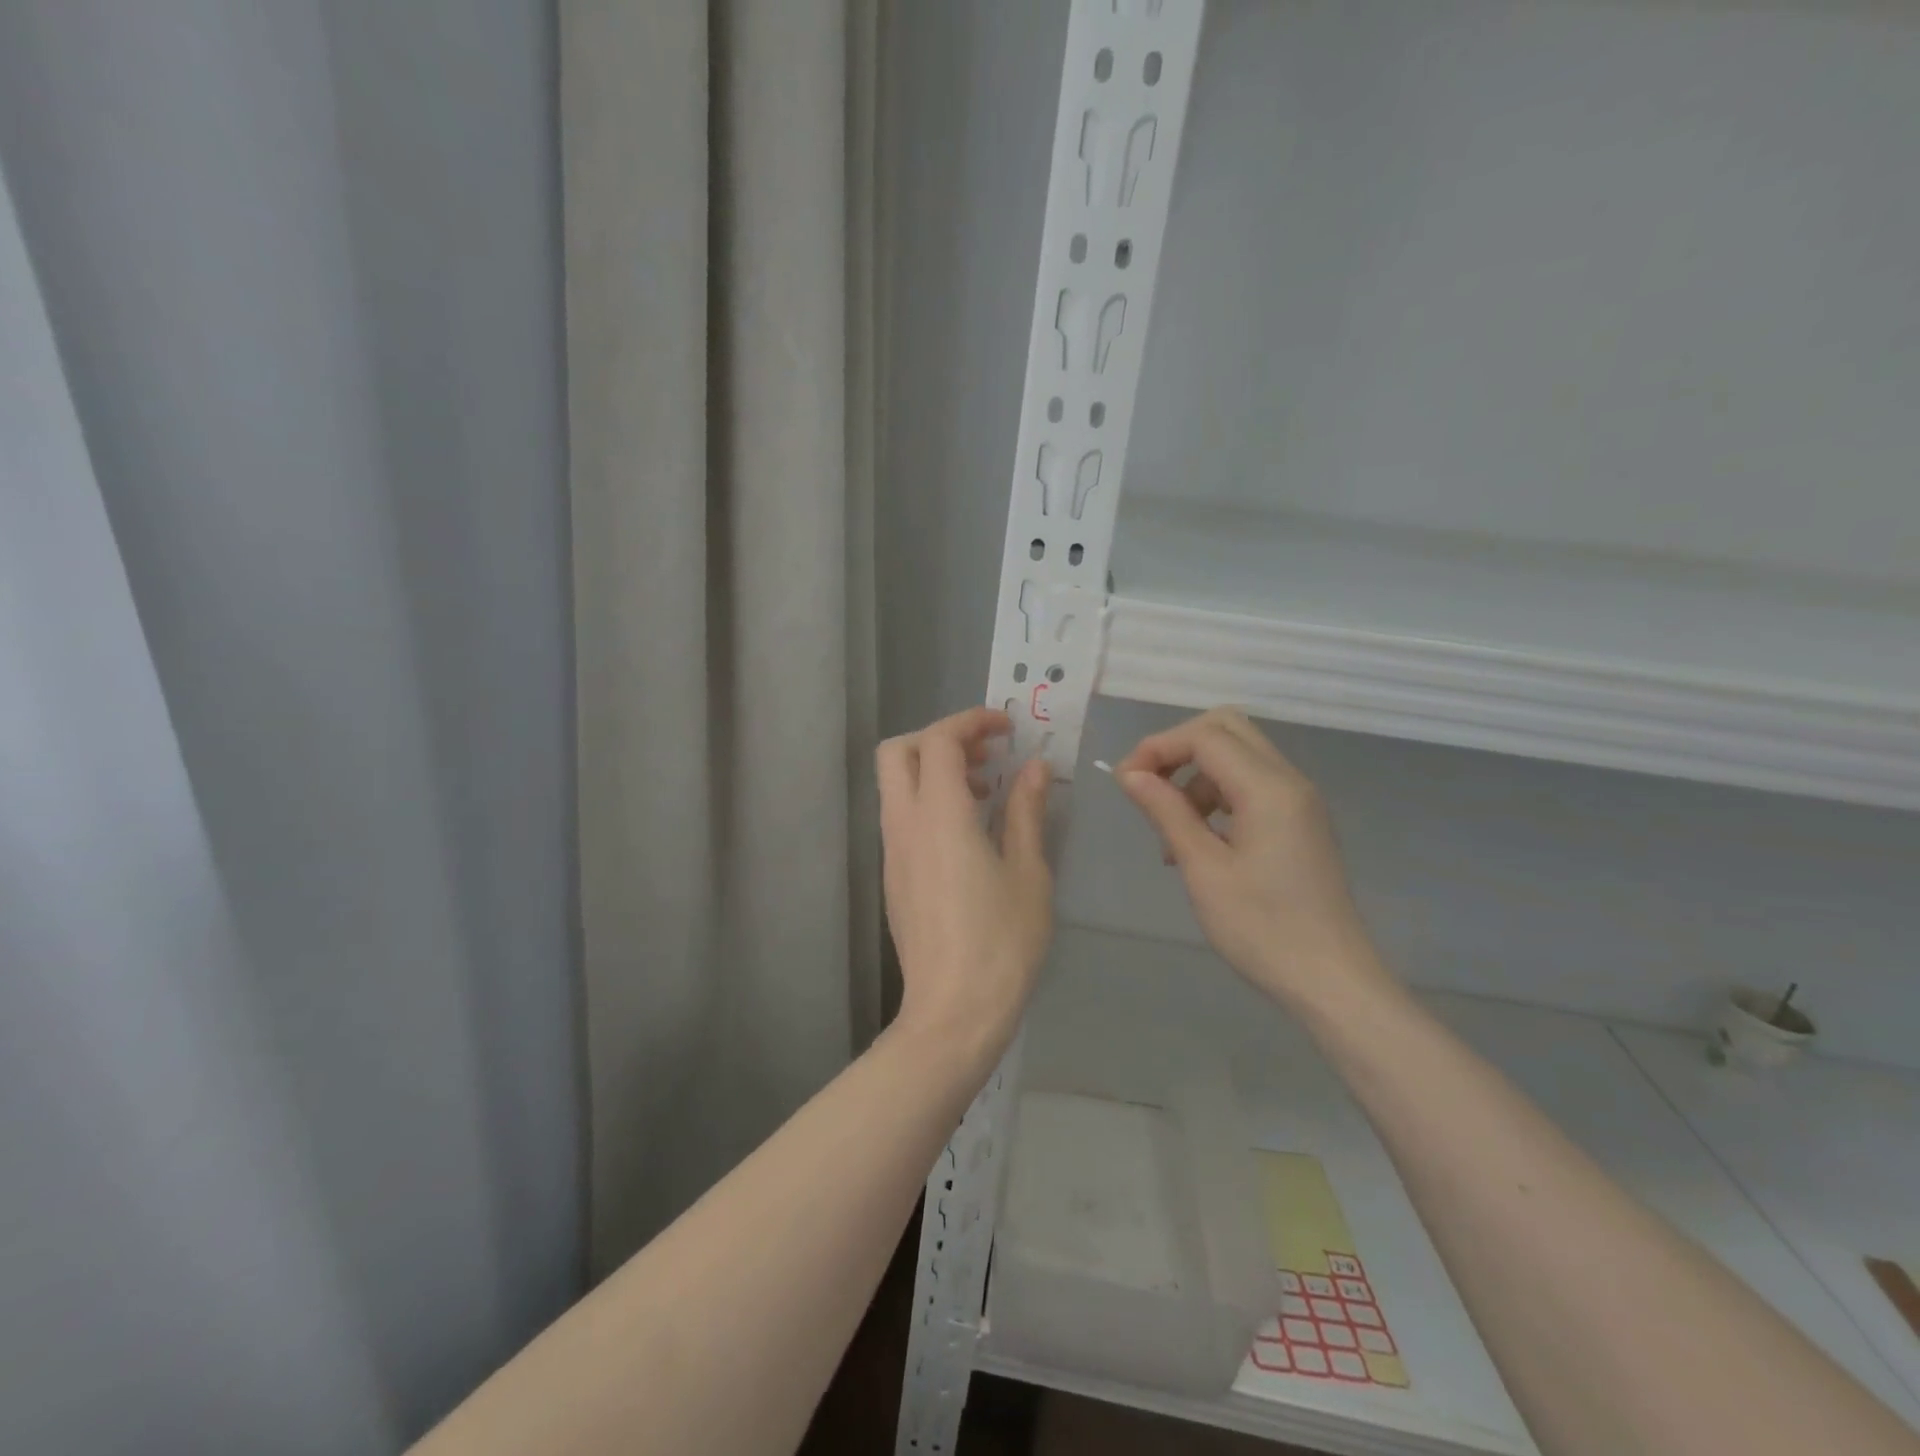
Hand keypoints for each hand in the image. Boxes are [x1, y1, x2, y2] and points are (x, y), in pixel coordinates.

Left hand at [878, 708, 1052, 1062]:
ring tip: (987, 791)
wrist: (953, 1012)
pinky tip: (969, 832)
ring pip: (896, 785)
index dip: (971, 721)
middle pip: (898, 752)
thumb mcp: (1028, 873)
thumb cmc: (1001, 942)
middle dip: (940, 738)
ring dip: (934, 770)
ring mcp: (892, 852)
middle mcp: (905, 824)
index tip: (1007, 728)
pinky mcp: (893, 876)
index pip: (939, 740)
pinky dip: (929, 801)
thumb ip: (1027, 811)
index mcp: (940, 816)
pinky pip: (902, 816)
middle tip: (987, 753)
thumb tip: (1034, 768)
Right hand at [1115, 708, 1387, 1005]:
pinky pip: (1251, 784)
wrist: (1332, 981)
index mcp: (1268, 789)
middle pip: (1226, 729)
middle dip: (1178, 747)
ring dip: (1195, 775)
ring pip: (1238, 755)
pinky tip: (1198, 840)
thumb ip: (1166, 812)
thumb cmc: (1262, 929)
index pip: (1205, 736)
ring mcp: (1299, 800)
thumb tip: (1130, 775)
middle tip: (1146, 787)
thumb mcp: (1203, 869)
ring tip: (1170, 830)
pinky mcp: (1299, 820)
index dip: (1158, 747)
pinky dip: (1216, 795)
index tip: (1124, 782)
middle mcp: (1289, 781)